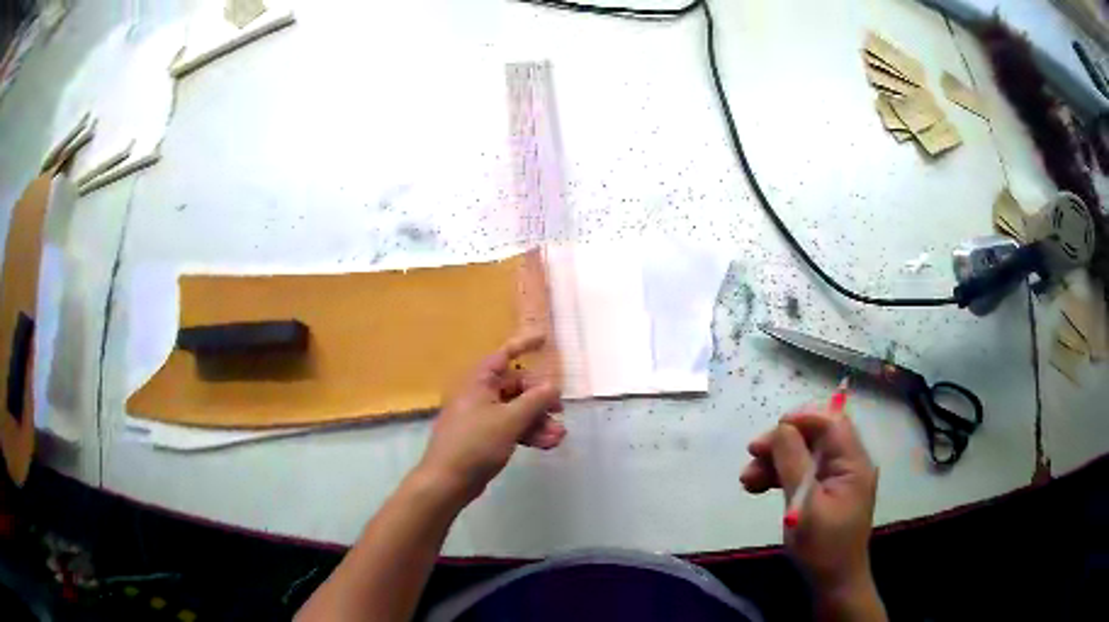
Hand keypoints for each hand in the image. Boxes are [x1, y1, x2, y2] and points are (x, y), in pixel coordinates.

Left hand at [417, 332, 565, 504]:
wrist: (448, 480)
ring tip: (558, 438)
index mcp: (479, 382)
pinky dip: (528, 433)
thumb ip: (535, 401)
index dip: (524, 345)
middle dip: (540, 400)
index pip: (504, 355)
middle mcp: (480, 394)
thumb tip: (554, 385)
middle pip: (516, 387)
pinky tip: (546, 445)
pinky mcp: (485, 437)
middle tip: (560, 413)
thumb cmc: (476, 444)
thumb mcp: (509, 420)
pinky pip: (511, 427)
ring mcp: (482, 417)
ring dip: (538, 421)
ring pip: (517, 410)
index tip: (546, 341)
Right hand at [740, 407, 878, 599]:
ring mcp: (839, 477)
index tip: (768, 436)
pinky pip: (805, 471)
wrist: (834, 583)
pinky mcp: (829, 491)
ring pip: (806, 453)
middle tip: (752, 457)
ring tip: (748, 481)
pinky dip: (782, 475)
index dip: (799, 420)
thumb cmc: (821, 547)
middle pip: (815, 436)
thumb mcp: (804, 505)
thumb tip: (781, 428)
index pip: (830, 422)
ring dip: (777, 461)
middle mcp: (850, 462)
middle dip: (782, 443)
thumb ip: (793, 463)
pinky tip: (759, 487)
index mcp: (853, 462)